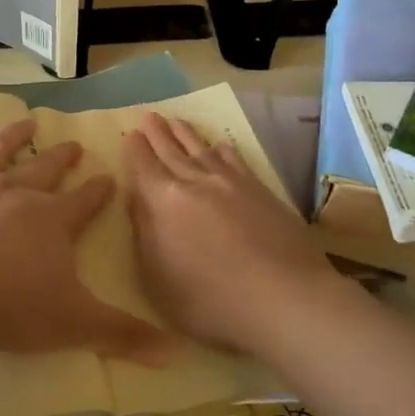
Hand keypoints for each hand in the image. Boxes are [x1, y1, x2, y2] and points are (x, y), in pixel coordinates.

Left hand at [0, 114, 171, 362]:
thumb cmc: (11, 308)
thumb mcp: (75, 324)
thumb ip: (123, 335)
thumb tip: (174, 354)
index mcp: (52, 220)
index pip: (84, 200)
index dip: (99, 190)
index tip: (109, 178)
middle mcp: (15, 193)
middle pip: (45, 169)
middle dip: (63, 157)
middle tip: (74, 146)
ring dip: (12, 135)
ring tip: (27, 122)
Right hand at [123, 112, 336, 353]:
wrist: (284, 298)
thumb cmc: (210, 300)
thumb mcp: (158, 278)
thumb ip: (144, 234)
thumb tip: (136, 198)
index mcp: (164, 202)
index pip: (144, 166)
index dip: (135, 149)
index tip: (129, 132)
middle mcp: (195, 183)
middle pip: (171, 150)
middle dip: (157, 132)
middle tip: (148, 114)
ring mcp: (231, 184)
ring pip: (202, 150)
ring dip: (187, 134)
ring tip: (177, 121)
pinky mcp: (260, 191)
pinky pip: (235, 161)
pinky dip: (223, 150)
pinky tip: (221, 146)